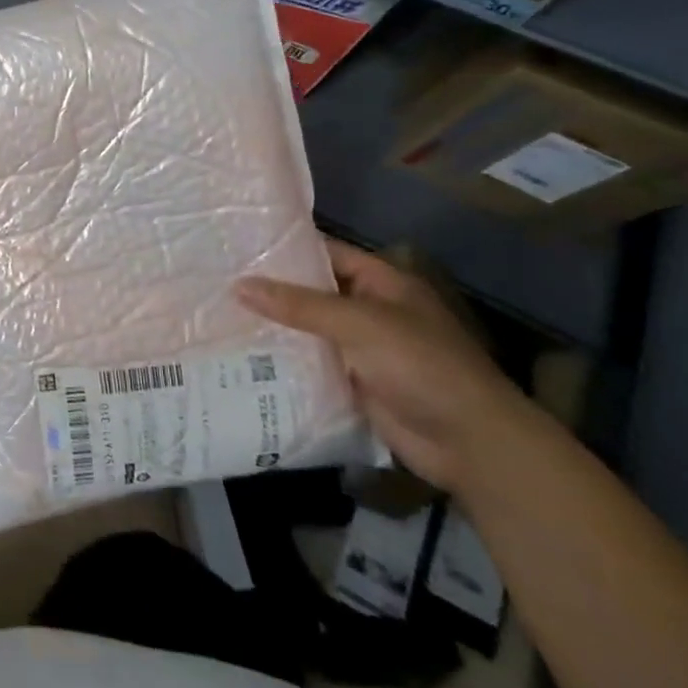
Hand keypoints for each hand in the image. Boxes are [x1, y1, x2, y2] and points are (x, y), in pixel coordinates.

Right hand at [235, 237, 531, 493]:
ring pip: (308, 331)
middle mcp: (370, 310)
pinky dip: (284, 362)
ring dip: (274, 327)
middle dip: (271, 290)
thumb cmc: (421, 365)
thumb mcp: (358, 324)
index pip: (326, 253)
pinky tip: (242, 357)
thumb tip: (239, 285)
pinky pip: (312, 365)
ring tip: (218, 316)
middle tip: (217, 280)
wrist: (469, 442)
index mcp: (382, 283)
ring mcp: (362, 349)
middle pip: (313, 293)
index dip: (286, 248)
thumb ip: (299, 305)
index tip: (239, 245)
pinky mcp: (354, 384)